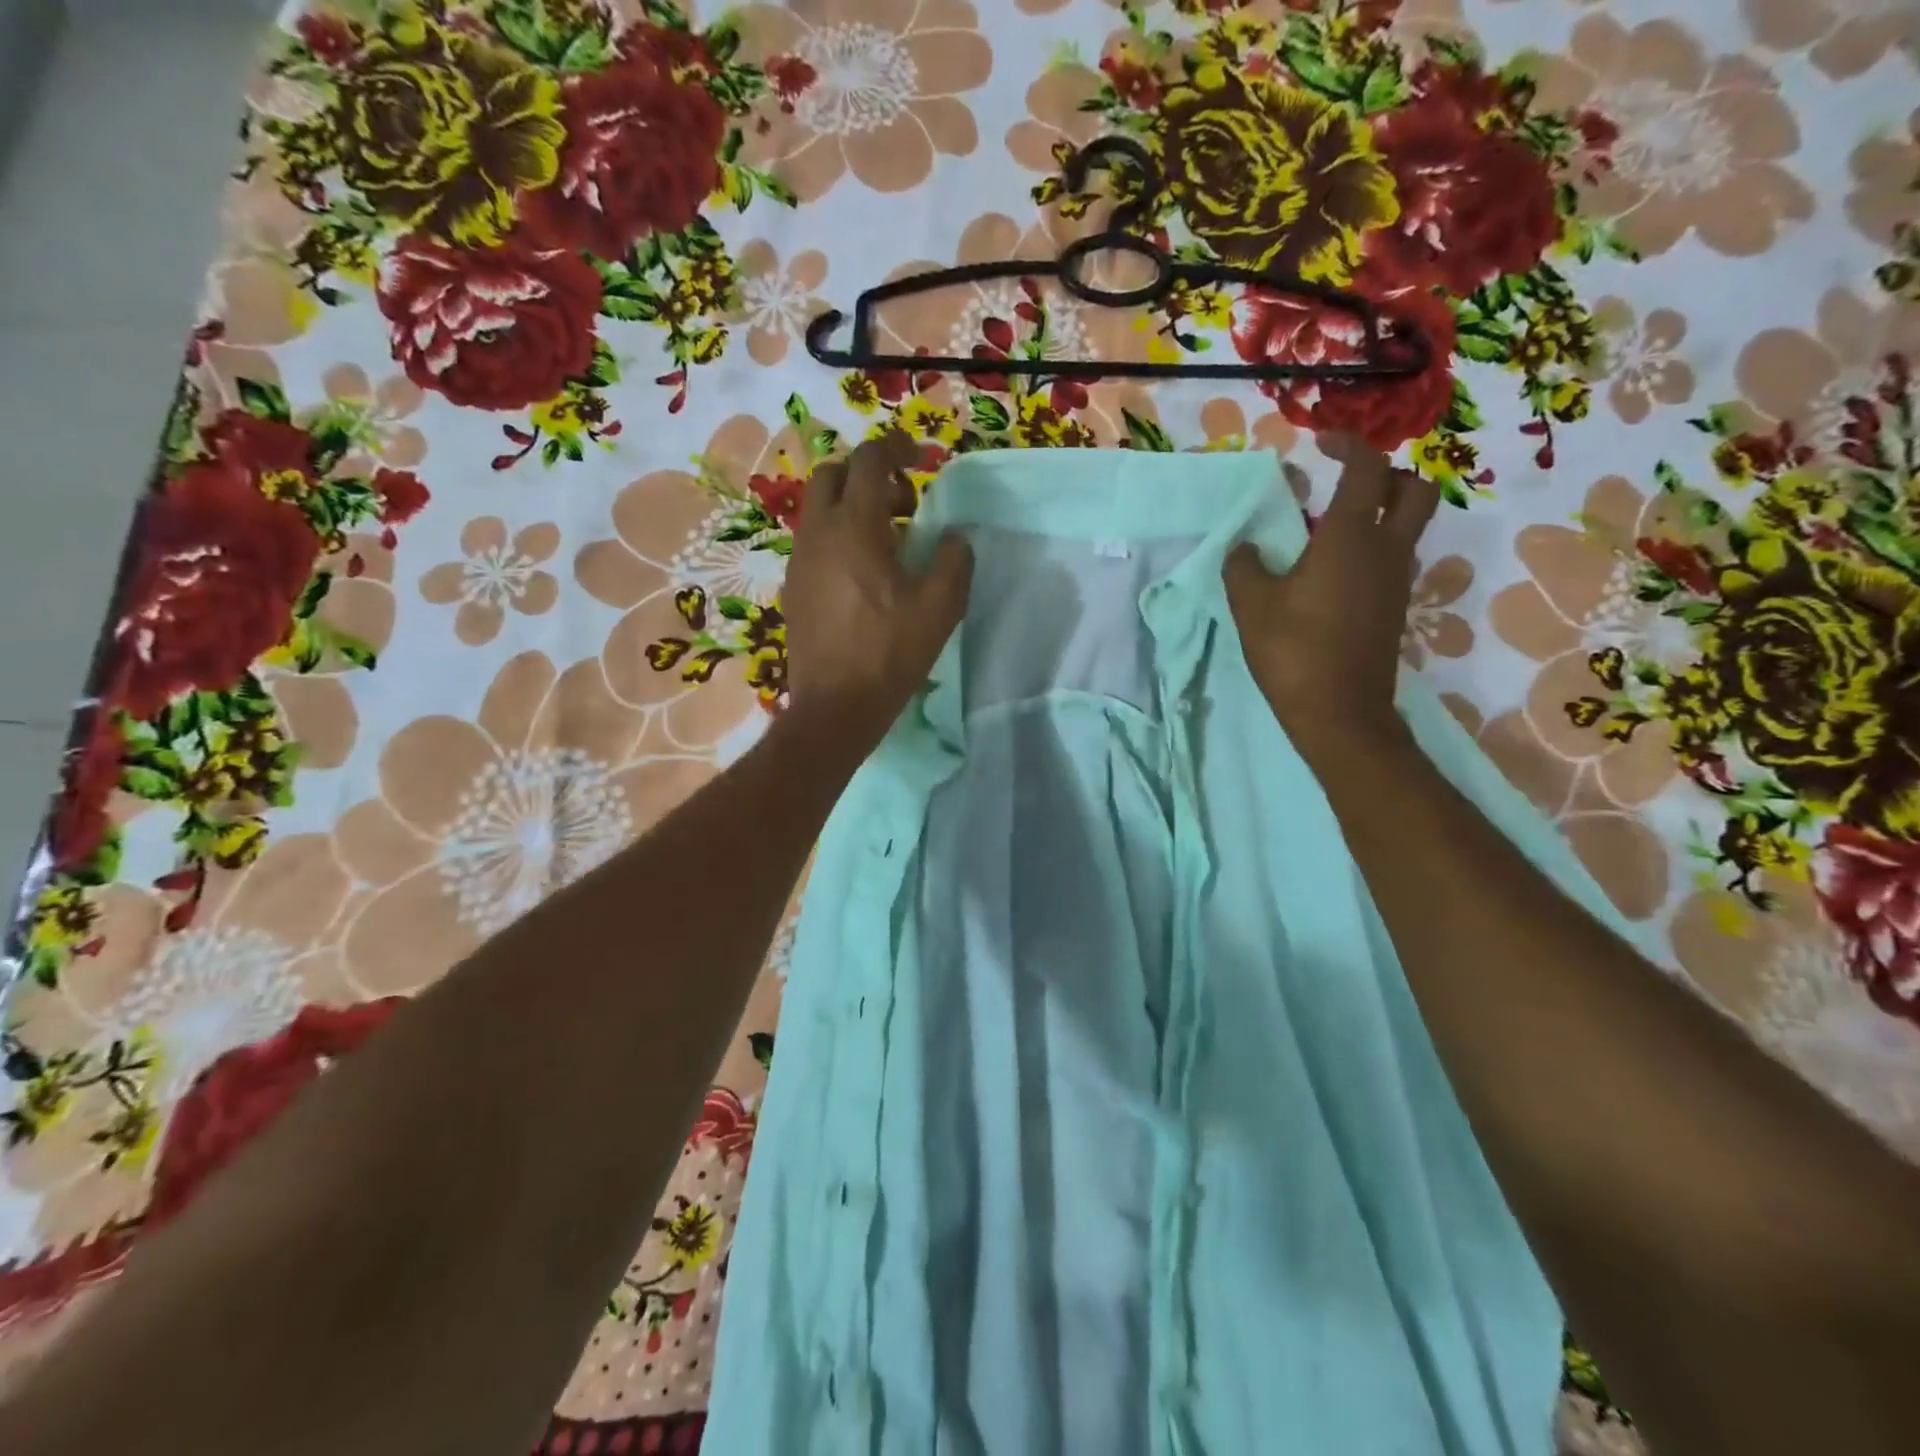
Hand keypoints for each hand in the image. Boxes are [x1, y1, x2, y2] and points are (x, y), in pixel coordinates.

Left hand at [782, 431, 973, 750]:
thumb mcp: (940, 606)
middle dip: (869, 475)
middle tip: (904, 505)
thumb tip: (954, 538)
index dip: (897, 448)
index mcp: (855, 526)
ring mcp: (800, 560)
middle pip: (833, 474)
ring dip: (853, 507)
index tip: (921, 460)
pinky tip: (863, 576)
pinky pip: (814, 541)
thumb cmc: (890, 652)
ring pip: (820, 508)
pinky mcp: (794, 587)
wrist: (836, 705)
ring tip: (888, 543)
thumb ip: (954, 560)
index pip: (869, 460)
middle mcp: (818, 532)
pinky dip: (838, 537)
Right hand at [1223, 437, 1439, 759]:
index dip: (1348, 445)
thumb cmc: (1293, 651)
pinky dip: (1371, 548)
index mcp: (1350, 538)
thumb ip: (1243, 565)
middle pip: (1414, 490)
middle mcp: (1386, 550)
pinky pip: (1392, 559)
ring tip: (1327, 530)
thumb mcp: (1251, 605)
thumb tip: (1245, 547)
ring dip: (1378, 514)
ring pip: (1406, 527)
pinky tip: (1330, 573)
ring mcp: (1396, 581)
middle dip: (1386, 475)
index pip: (1366, 469)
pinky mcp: (1394, 608)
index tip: (1320, 443)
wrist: (1339, 713)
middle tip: (1345, 483)